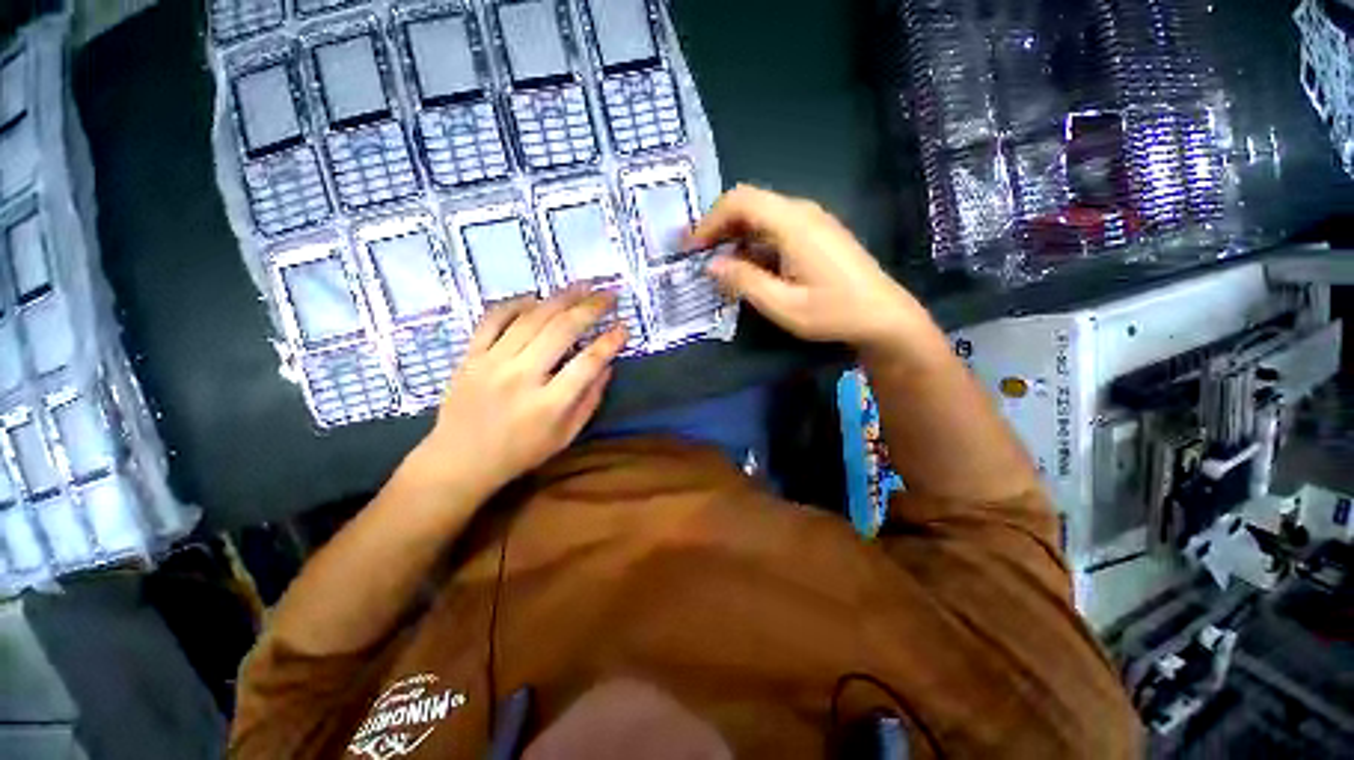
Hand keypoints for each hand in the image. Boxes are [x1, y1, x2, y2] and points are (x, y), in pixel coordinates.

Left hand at [407, 287, 626, 499]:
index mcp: (549, 404)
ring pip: (531, 318)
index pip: (587, 363)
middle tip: (609, 295)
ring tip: (582, 286)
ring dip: (561, 298)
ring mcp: (492, 363)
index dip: (610, 341)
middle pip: (561, 330)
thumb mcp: (565, 436)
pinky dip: (516, 304)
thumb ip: (590, 400)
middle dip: (591, 308)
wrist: (459, 461)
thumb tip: (607, 366)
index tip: (624, 327)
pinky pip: (493, 319)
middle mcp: (521, 377)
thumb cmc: (520, 453)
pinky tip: (536, 298)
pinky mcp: (470, 356)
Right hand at [689, 185, 928, 354]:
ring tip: (719, 266)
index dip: (710, 221)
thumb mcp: (783, 305)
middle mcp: (802, 212)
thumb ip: (744, 282)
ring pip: (762, 215)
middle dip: (719, 227)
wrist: (883, 316)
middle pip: (750, 203)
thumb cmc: (834, 313)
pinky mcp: (817, 233)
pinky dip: (754, 242)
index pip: (740, 201)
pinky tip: (749, 267)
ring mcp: (812, 221)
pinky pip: (776, 227)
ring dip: (736, 236)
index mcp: (793, 224)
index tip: (692, 248)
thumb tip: (712, 265)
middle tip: (700, 257)